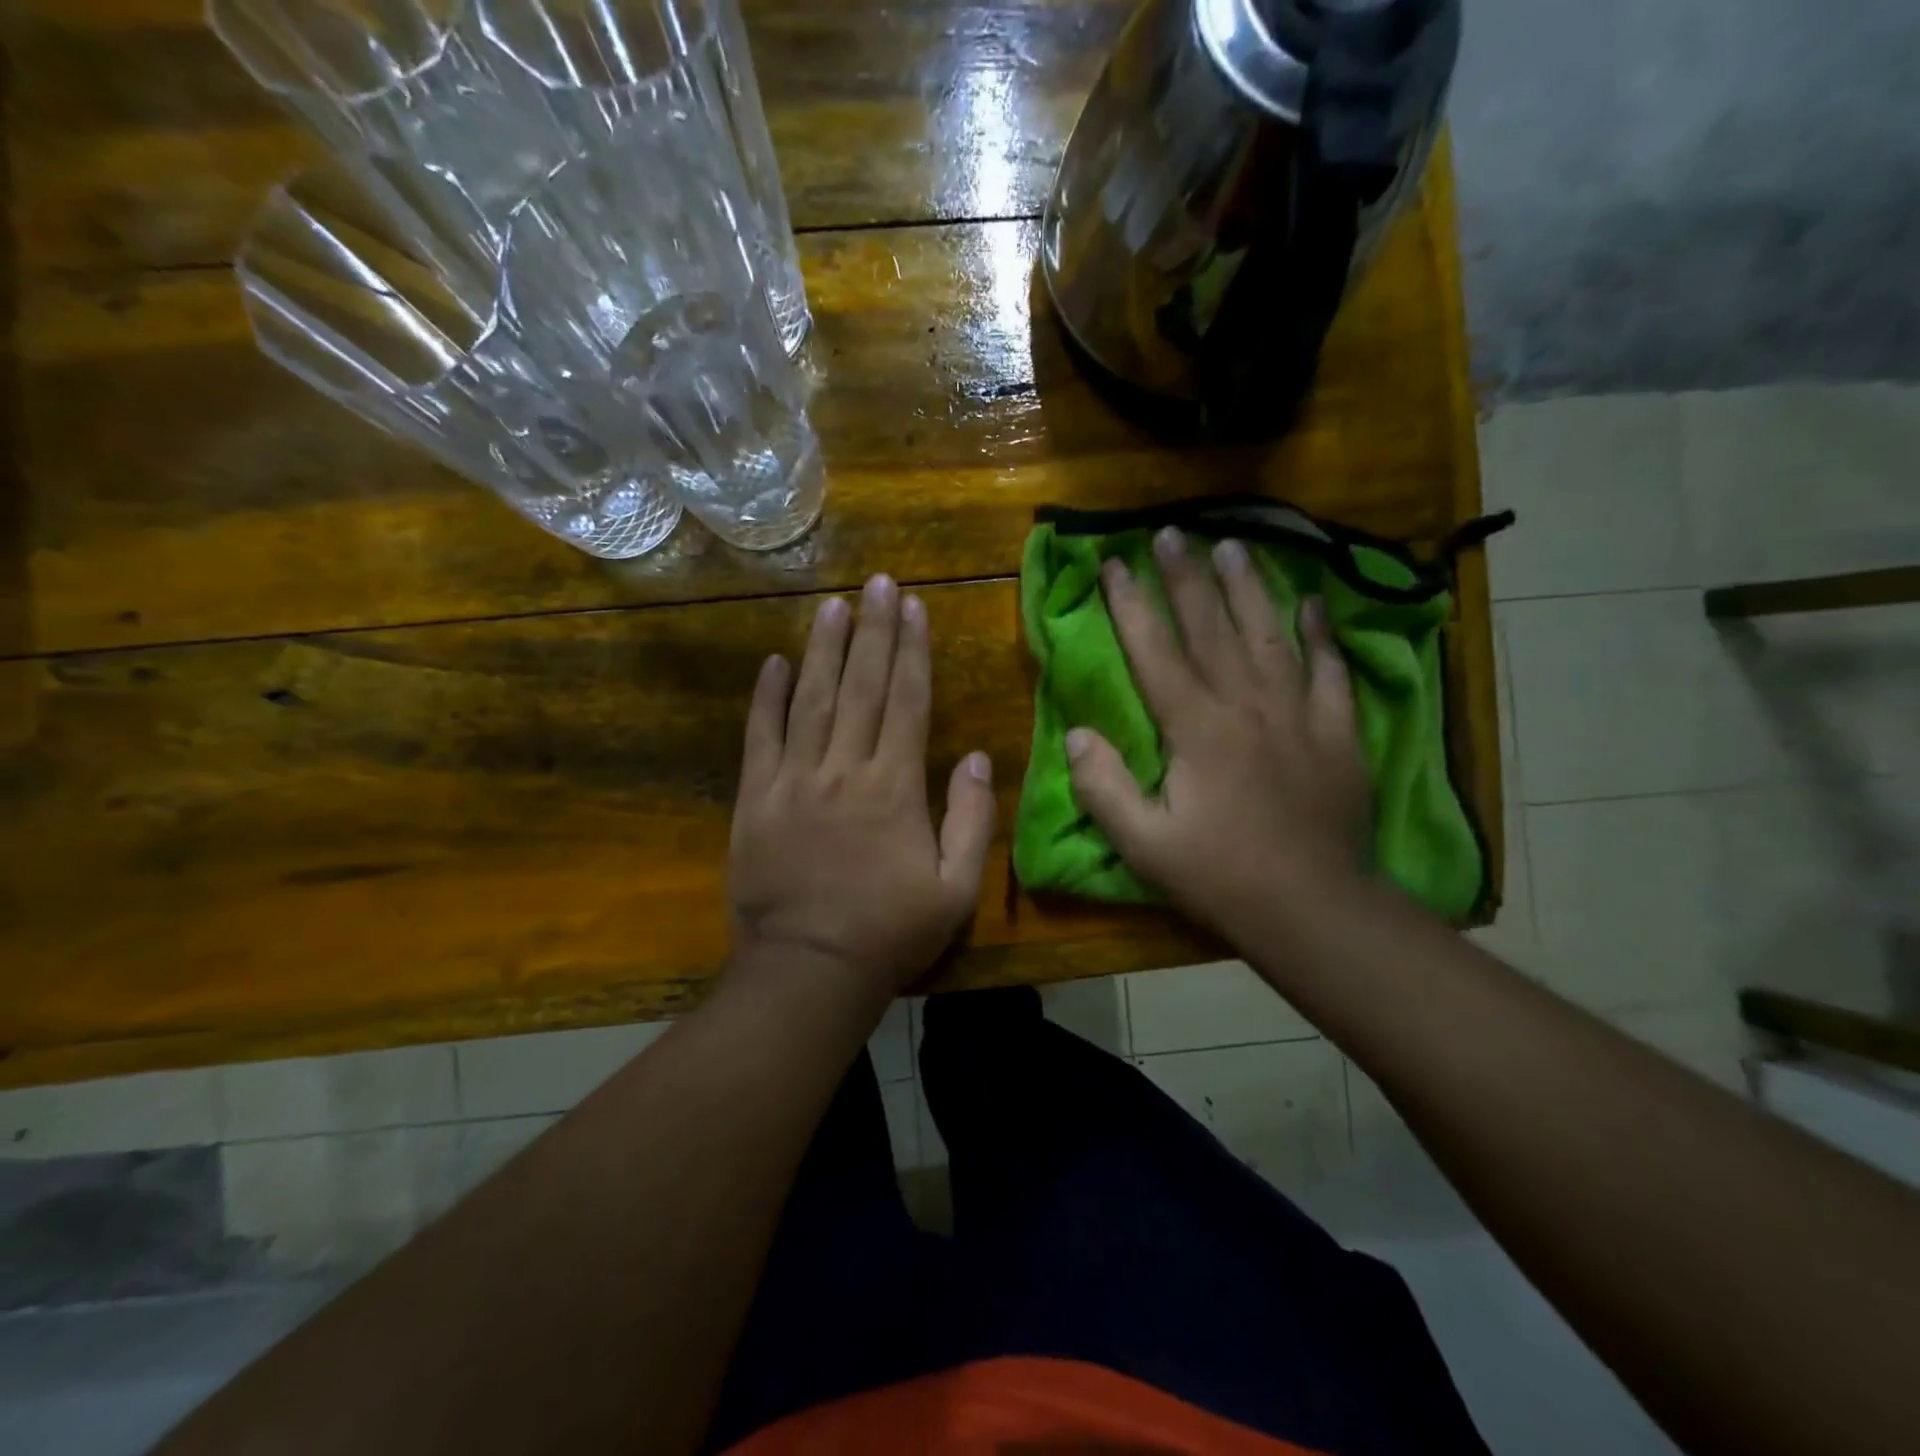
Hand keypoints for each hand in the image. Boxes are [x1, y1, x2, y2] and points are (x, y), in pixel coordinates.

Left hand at [728, 574, 995, 1000]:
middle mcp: (844, 769)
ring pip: (810, 700)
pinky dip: (766, 698)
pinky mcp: (755, 799)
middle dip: (872, 630)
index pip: (907, 701)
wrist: (808, 970)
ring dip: (822, 648)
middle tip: (877, 582)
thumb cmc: (890, 932)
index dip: (912, 650)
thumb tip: (974, 757)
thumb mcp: (955, 888)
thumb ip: (970, 819)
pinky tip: (773, 663)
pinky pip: (760, 738)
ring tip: (832, 605)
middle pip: (861, 686)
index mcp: (894, 787)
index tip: (913, 606)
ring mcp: (794, 780)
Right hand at [1066, 528, 1370, 944]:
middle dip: (1186, 578)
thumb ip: (1103, 786)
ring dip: (1249, 587)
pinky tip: (1314, 603)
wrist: (1313, 908)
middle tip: (1170, 532)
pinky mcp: (1337, 733)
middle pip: (1212, 628)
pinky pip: (1331, 672)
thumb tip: (1077, 733)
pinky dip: (1322, 635)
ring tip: (1233, 544)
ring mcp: (1298, 715)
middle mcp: (1247, 706)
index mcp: (1196, 729)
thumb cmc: (1219, 876)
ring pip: (1269, 635)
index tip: (1113, 563)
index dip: (1131, 605)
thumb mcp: (1143, 844)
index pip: (1156, 652)